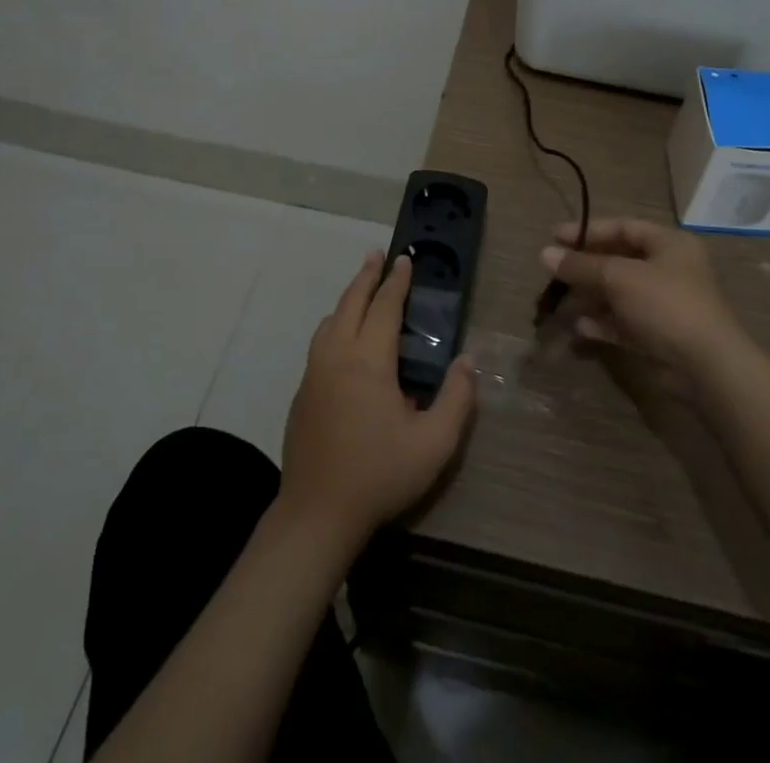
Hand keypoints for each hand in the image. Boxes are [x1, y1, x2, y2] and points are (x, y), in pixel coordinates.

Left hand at [279, 251, 476, 546]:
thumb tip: (467, 361)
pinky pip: (320, 343)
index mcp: (368, 361)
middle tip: (377, 255)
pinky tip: (340, 335)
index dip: (397, 282)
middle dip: (366, 276)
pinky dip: (334, 324)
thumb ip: (456, 399)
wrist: (317, 514)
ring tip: (361, 288)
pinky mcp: (302, 393)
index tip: (404, 259)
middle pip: (351, 303)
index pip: (384, 307)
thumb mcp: (434, 444)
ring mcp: (314, 373)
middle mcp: (337, 356)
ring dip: (348, 298)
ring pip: (330, 321)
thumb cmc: (379, 475)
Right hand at [541, 218, 745, 381]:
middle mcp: (669, 270)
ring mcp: (665, 305)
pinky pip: (625, 323)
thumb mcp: (619, 277)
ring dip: (591, 297)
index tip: (554, 237)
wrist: (707, 367)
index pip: (623, 227)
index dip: (588, 231)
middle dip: (586, 267)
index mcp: (670, 244)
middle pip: (619, 261)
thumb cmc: (665, 304)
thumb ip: (581, 265)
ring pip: (620, 294)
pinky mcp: (660, 336)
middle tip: (553, 272)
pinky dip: (603, 324)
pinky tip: (580, 329)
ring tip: (560, 303)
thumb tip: (544, 254)